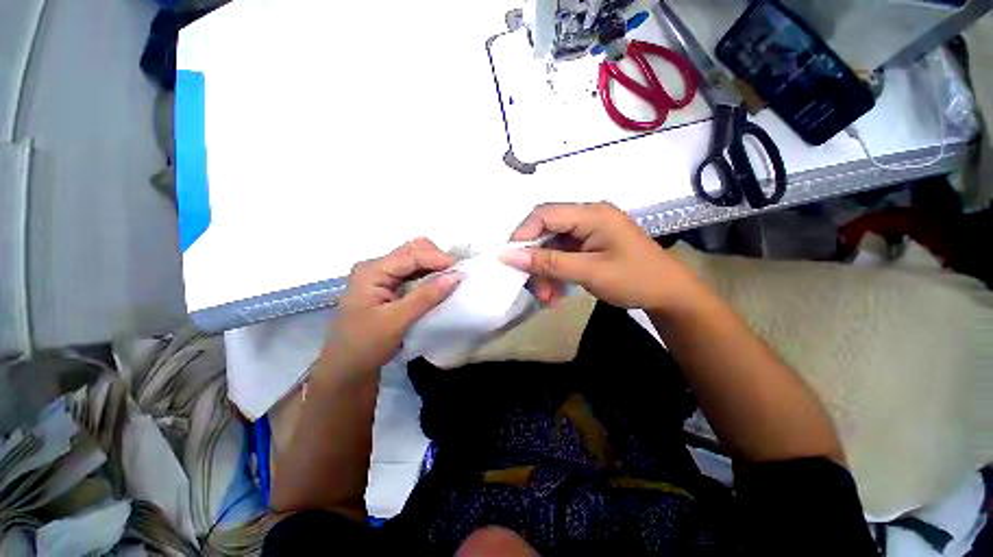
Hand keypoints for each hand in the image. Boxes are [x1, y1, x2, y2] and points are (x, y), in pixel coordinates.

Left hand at [321, 238, 460, 377]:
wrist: (346, 371)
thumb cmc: (365, 346)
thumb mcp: (396, 321)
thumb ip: (426, 296)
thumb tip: (456, 275)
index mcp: (372, 271)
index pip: (410, 255)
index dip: (437, 258)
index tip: (461, 270)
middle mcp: (377, 268)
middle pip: (413, 251)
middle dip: (437, 259)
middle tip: (456, 275)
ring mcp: (382, 278)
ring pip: (415, 262)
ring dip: (435, 268)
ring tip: (452, 280)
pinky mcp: (389, 289)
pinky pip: (414, 275)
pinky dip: (429, 278)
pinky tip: (440, 287)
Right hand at [500, 202, 696, 310]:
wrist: (669, 295)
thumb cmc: (635, 279)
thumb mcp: (589, 272)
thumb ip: (549, 263)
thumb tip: (508, 256)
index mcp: (592, 213)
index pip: (545, 214)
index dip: (523, 234)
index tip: (510, 259)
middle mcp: (587, 217)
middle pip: (546, 232)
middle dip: (536, 260)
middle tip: (531, 286)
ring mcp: (588, 232)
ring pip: (552, 247)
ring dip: (545, 272)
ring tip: (547, 298)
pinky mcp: (588, 246)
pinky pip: (562, 256)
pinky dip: (555, 274)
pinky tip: (556, 293)